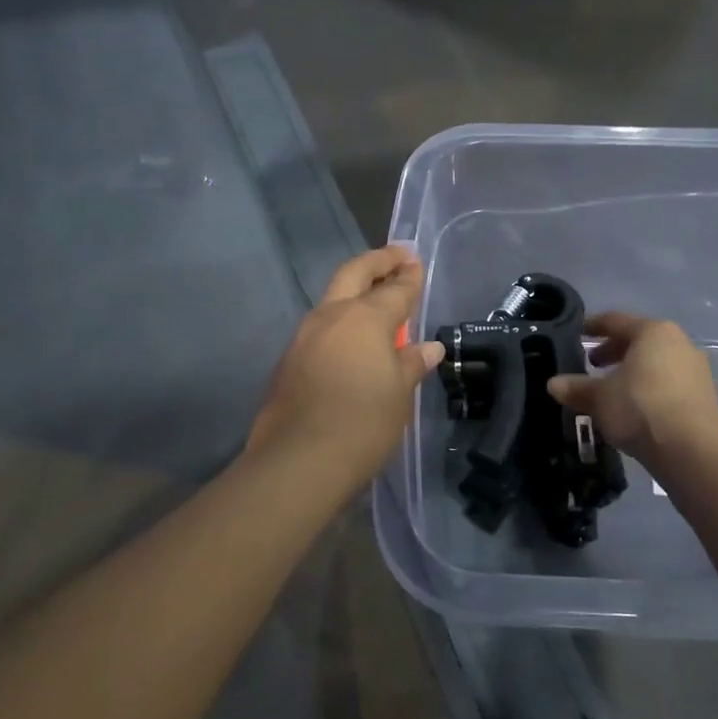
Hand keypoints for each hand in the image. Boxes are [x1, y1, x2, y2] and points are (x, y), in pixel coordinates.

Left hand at [247, 245, 444, 483]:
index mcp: (363, 319)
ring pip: (332, 299)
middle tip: (397, 255)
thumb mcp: (399, 395)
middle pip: (354, 274)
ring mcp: (303, 337)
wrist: (297, 463)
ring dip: (355, 291)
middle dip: (377, 261)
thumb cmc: (362, 424)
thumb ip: (411, 364)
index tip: (416, 264)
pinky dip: (341, 322)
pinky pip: (321, 328)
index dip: (409, 278)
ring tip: (376, 298)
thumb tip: (428, 348)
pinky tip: (352, 340)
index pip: (394, 289)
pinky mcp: (289, 360)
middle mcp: (330, 317)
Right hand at [546, 312, 717, 464]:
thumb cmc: (639, 408)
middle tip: (592, 365)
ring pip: (656, 363)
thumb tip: (553, 384)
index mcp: (653, 332)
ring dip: (632, 372)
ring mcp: (696, 370)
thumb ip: (576, 387)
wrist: (691, 450)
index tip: (577, 333)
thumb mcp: (599, 398)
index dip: (593, 326)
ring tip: (612, 390)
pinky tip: (635, 409)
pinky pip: (669, 383)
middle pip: (639, 341)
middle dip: (613, 352)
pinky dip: (650, 389)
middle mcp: (679, 343)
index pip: (616, 321)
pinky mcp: (705, 397)